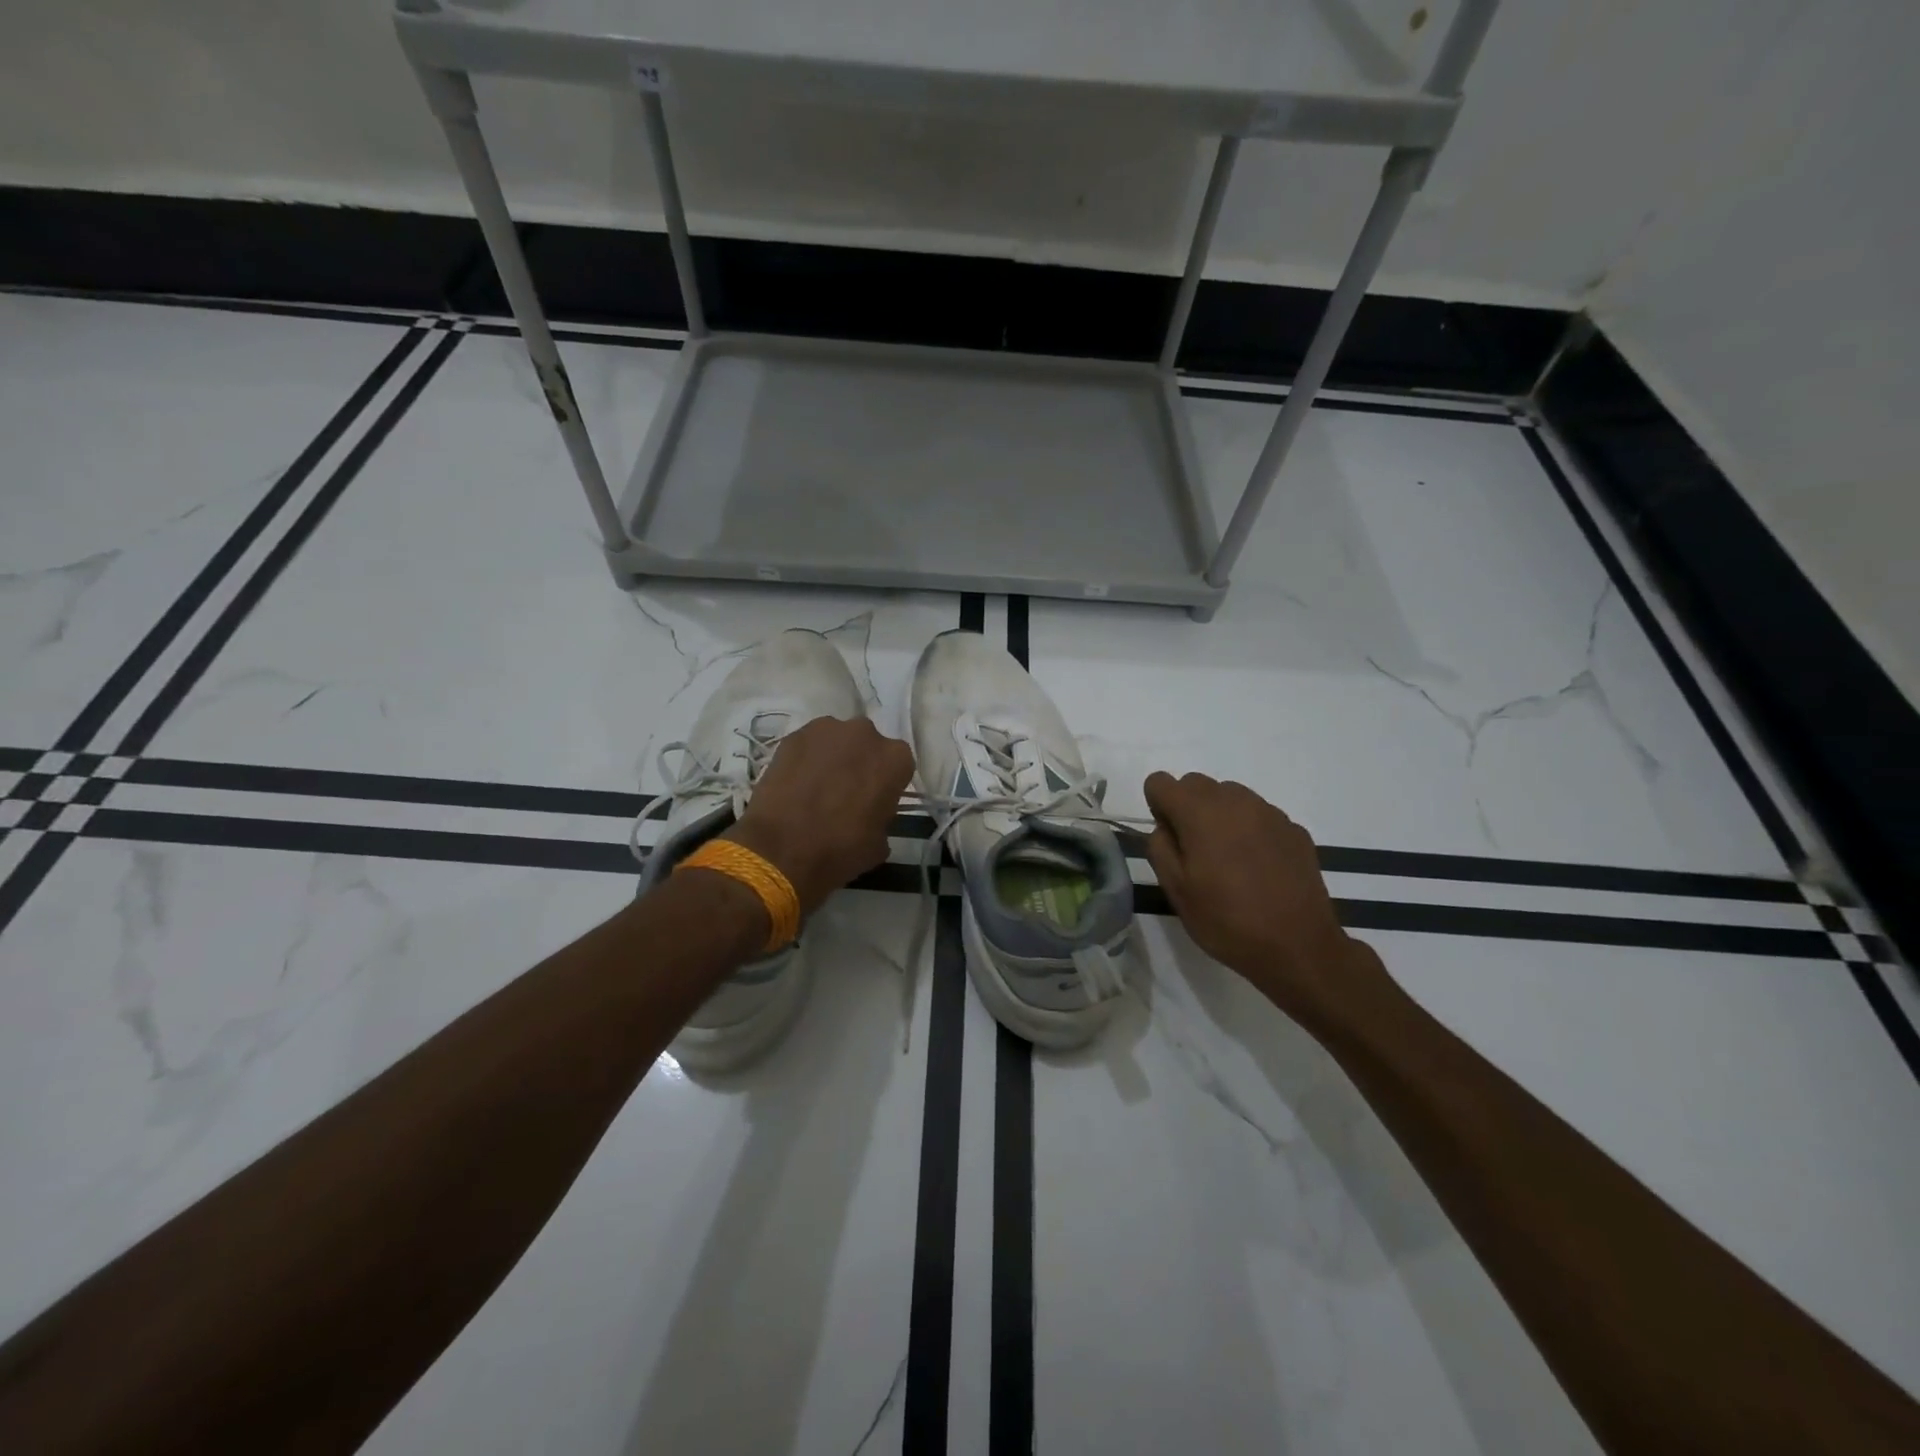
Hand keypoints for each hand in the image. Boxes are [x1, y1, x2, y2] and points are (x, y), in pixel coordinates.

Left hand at [725, 716, 914, 916]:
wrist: (781, 850)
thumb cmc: (840, 849)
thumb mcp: (879, 842)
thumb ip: (882, 817)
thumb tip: (871, 816)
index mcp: (895, 758)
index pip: (899, 766)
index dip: (887, 784)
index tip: (876, 802)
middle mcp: (865, 733)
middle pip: (868, 746)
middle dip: (860, 764)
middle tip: (846, 793)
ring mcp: (826, 729)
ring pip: (837, 741)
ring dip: (832, 758)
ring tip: (817, 788)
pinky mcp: (793, 735)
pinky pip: (808, 746)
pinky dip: (806, 760)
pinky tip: (796, 785)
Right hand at [1142, 772, 1389, 1031]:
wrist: (1299, 947)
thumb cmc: (1227, 920)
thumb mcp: (1176, 890)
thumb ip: (1159, 847)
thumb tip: (1165, 827)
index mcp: (1199, 812)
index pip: (1161, 782)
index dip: (1158, 807)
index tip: (1170, 840)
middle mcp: (1235, 800)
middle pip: (1196, 783)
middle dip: (1187, 808)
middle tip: (1195, 852)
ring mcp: (1269, 812)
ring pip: (1230, 796)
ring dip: (1219, 816)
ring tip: (1228, 860)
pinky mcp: (1294, 829)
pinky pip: (1259, 816)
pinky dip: (1249, 831)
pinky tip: (1258, 869)